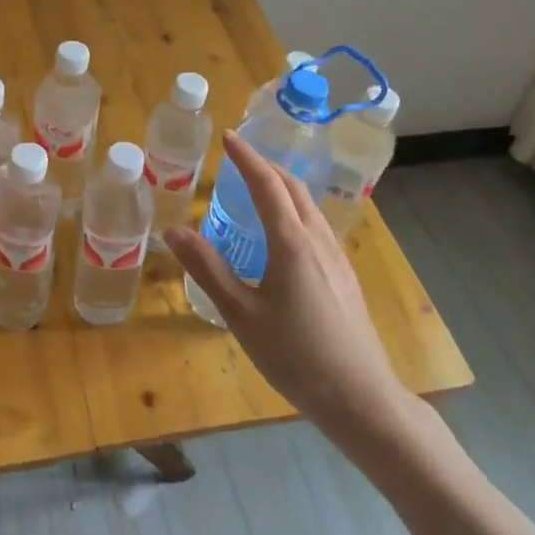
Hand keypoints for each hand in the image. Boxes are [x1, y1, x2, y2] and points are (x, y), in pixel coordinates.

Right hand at [167, 132, 415, 436]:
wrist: (361, 398)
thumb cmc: (295, 356)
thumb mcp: (241, 314)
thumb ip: (207, 269)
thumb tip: (173, 231)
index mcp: (291, 242)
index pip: (266, 184)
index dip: (246, 157)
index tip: (228, 136)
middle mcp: (317, 240)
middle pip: (293, 188)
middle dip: (266, 165)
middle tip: (239, 158)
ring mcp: (337, 258)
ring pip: (309, 206)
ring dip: (283, 186)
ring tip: (259, 187)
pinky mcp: (345, 276)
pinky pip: (317, 226)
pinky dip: (295, 209)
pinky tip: (284, 234)